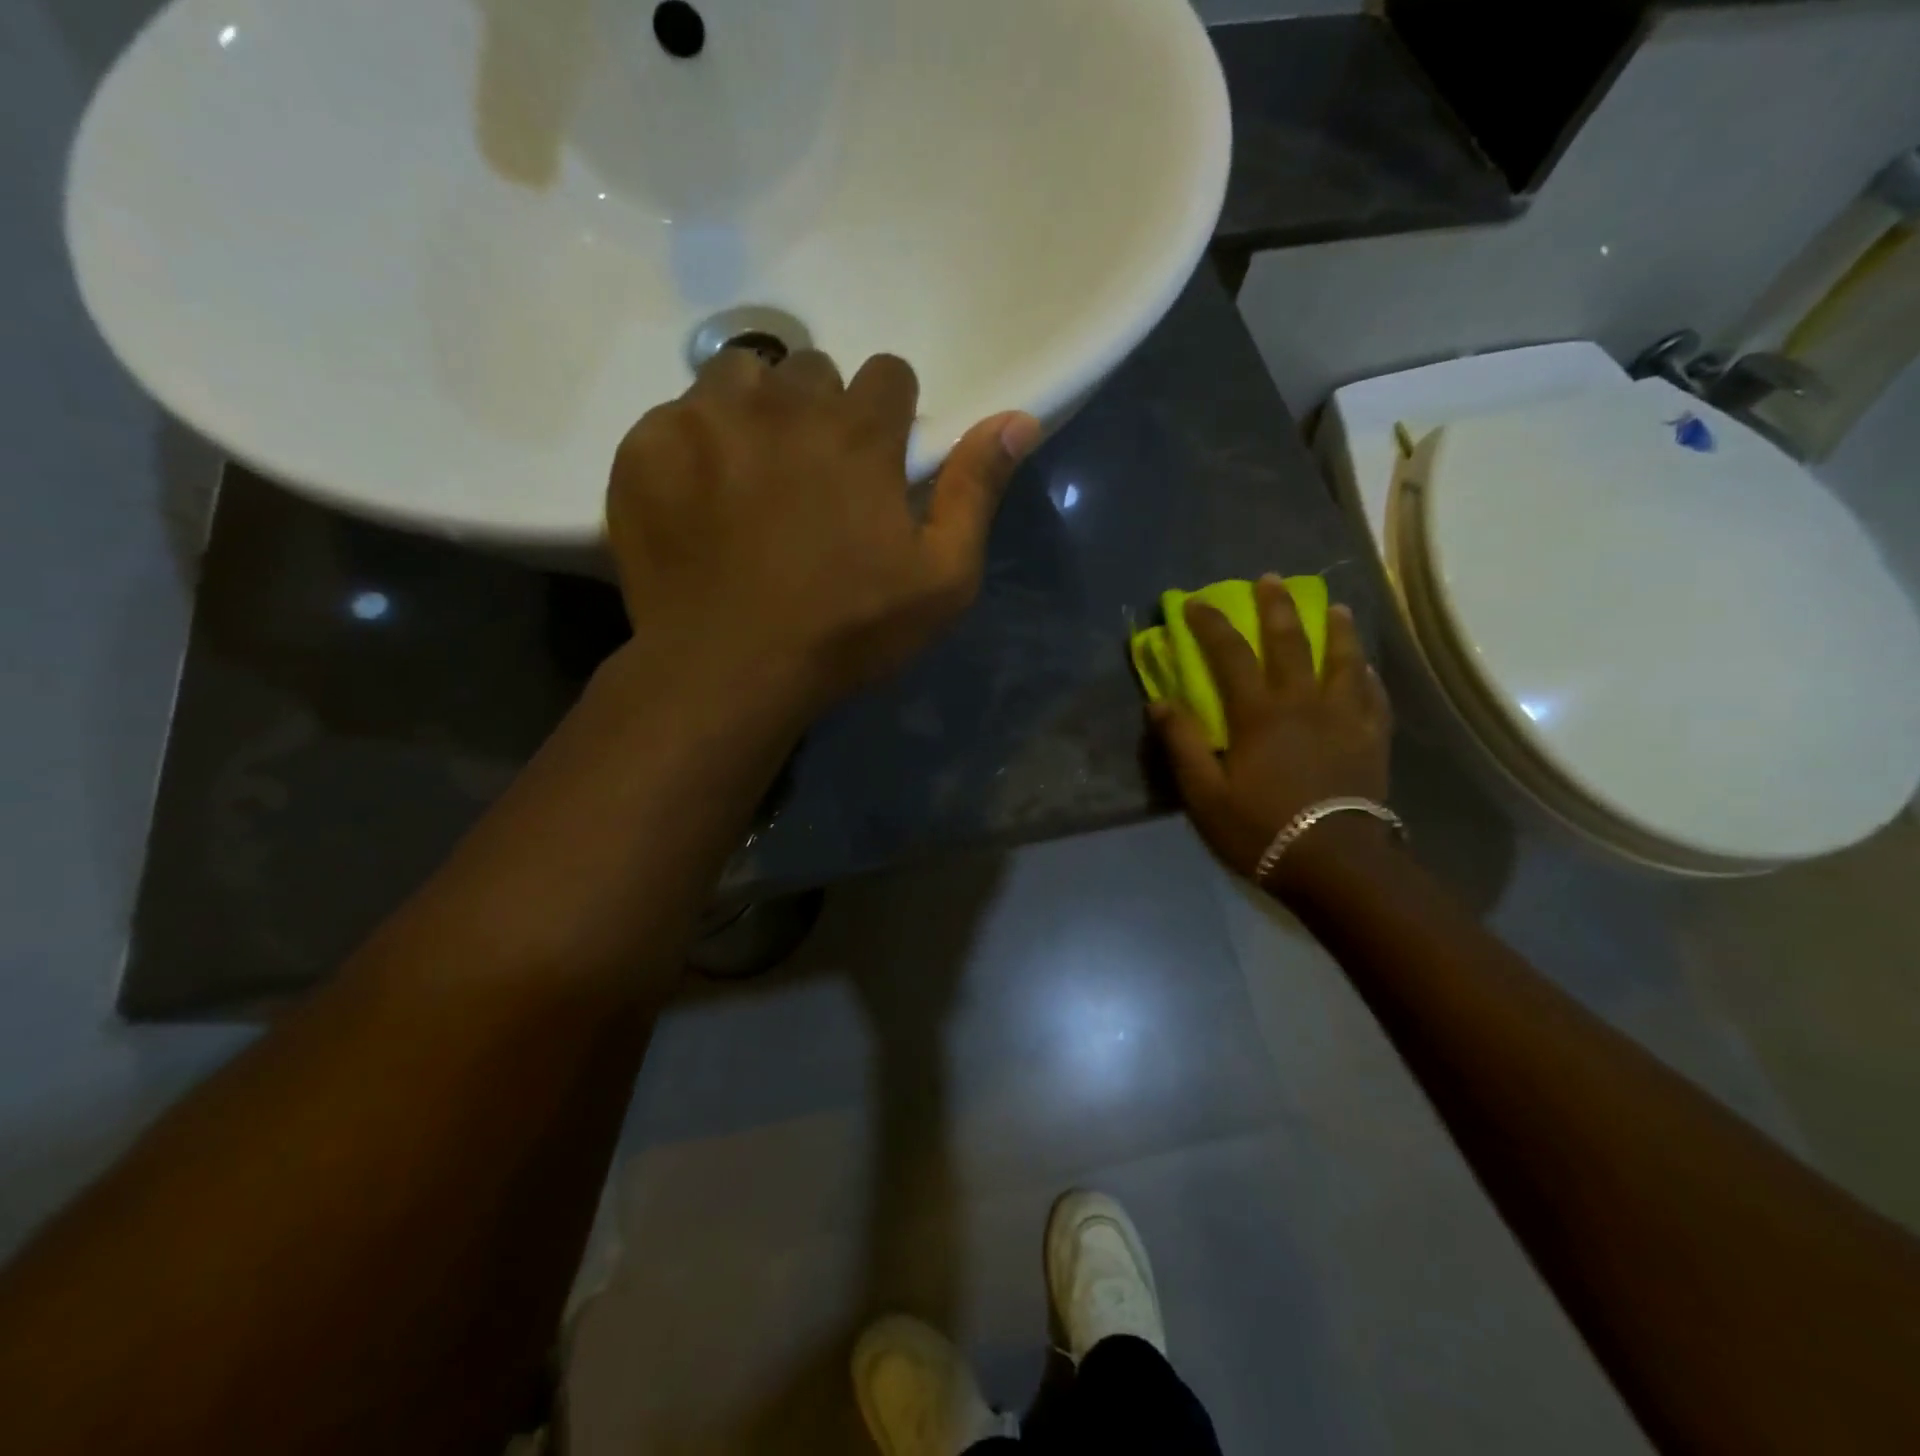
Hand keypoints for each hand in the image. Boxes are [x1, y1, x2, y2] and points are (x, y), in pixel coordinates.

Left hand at [606, 348, 1041, 715]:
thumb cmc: (846, 633)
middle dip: (820, 413)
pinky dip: (692, 444)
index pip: (888, 373)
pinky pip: (675, 414)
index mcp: (859, 433)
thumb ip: (976, 492)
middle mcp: (783, 405)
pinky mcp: (647, 447)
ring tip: (751, 474)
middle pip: (812, 370)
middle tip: (812, 478)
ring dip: (755, 412)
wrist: (728, 671)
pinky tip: (699, 499)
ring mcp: (706, 420)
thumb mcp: (942, 581)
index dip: (889, 415)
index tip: (879, 460)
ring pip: (740, 376)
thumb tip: (1020, 418)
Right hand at [1151, 575, 1392, 894]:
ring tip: (1334, 607)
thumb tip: (1159, 701)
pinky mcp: (1373, 739)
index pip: (1230, 654)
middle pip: (1290, 642)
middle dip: (1276, 607)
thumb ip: (1183, 744)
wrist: (1336, 864)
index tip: (1195, 602)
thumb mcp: (1204, 794)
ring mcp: (1345, 718)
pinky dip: (1368, 675)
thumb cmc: (1261, 830)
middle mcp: (1303, 703)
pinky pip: (1374, 696)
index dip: (1210, 624)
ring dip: (1336, 629)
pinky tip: (1366, 667)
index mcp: (1258, 714)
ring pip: (1343, 660)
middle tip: (1271, 579)